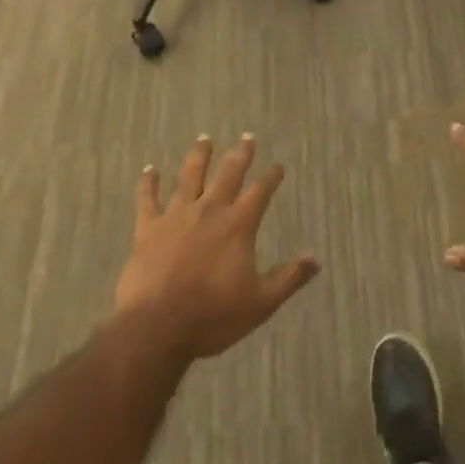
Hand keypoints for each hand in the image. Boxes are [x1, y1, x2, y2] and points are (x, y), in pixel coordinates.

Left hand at [114, 134, 319, 361]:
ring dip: (199, 156)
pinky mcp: (148, 228)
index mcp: (238, 225)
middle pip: (228, 174)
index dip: (271, 177)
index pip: (260, 192)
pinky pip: (148, 199)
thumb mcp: (261, 302)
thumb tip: (316, 258)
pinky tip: (149, 170)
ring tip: (204, 139)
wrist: (156, 326)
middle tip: (246, 137)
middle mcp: (210, 210)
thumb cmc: (213, 316)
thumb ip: (289, 278)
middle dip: (240, 154)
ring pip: (190, 176)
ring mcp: (176, 216)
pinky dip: (149, 183)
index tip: (278, 166)